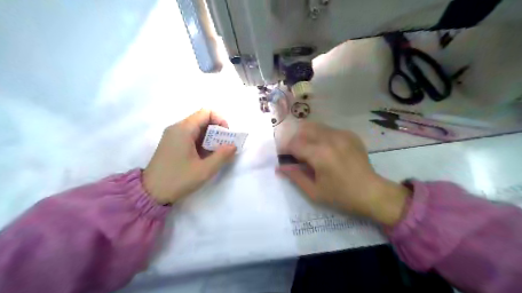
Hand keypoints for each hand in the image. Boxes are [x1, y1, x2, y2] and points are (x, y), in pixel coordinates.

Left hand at [144, 109, 237, 203]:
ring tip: (215, 153)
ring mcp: (172, 135)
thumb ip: (222, 156)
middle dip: (217, 130)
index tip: (225, 137)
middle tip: (223, 147)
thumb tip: (233, 145)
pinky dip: (201, 142)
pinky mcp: (171, 143)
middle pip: (202, 119)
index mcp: (183, 130)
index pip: (207, 112)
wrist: (150, 193)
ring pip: (197, 128)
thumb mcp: (205, 170)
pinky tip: (204, 156)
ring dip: (210, 137)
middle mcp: (177, 128)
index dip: (220, 120)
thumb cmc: (178, 180)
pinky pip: (190, 135)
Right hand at [277, 122, 412, 226]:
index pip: (294, 144)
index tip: (282, 156)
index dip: (284, 149)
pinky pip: (328, 129)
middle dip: (295, 140)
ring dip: (307, 136)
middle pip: (303, 129)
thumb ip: (295, 176)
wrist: (371, 192)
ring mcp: (342, 134)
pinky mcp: (349, 134)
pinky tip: (325, 150)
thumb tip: (279, 167)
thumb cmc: (341, 196)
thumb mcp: (314, 191)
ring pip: (315, 126)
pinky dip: (321, 136)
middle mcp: (330, 138)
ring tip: (309, 150)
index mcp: (320, 154)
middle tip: (295, 153)